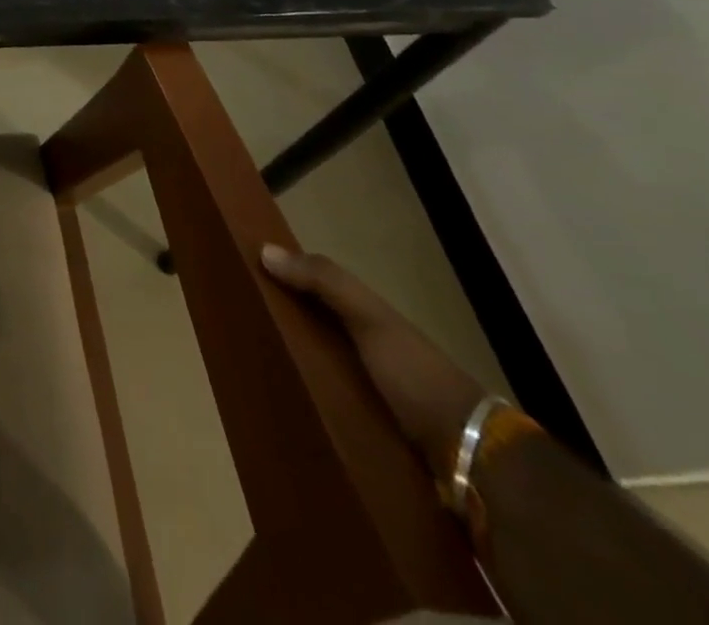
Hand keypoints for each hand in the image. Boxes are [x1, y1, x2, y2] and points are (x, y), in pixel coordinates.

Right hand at [261, 244, 485, 471]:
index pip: (319, 294)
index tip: (244, 280)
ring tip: (249, 374)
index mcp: (371, 323)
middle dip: (281, 331)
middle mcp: (369, 355)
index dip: (285, 283)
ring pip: (319, 375)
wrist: (470, 458)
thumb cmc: (415, 375)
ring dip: (291, 373)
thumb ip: (325, 281)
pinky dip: (306, 408)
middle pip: (315, 334)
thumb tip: (264, 250)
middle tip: (238, 330)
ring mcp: (371, 398)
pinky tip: (280, 411)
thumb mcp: (371, 318)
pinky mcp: (369, 436)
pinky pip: (327, 413)